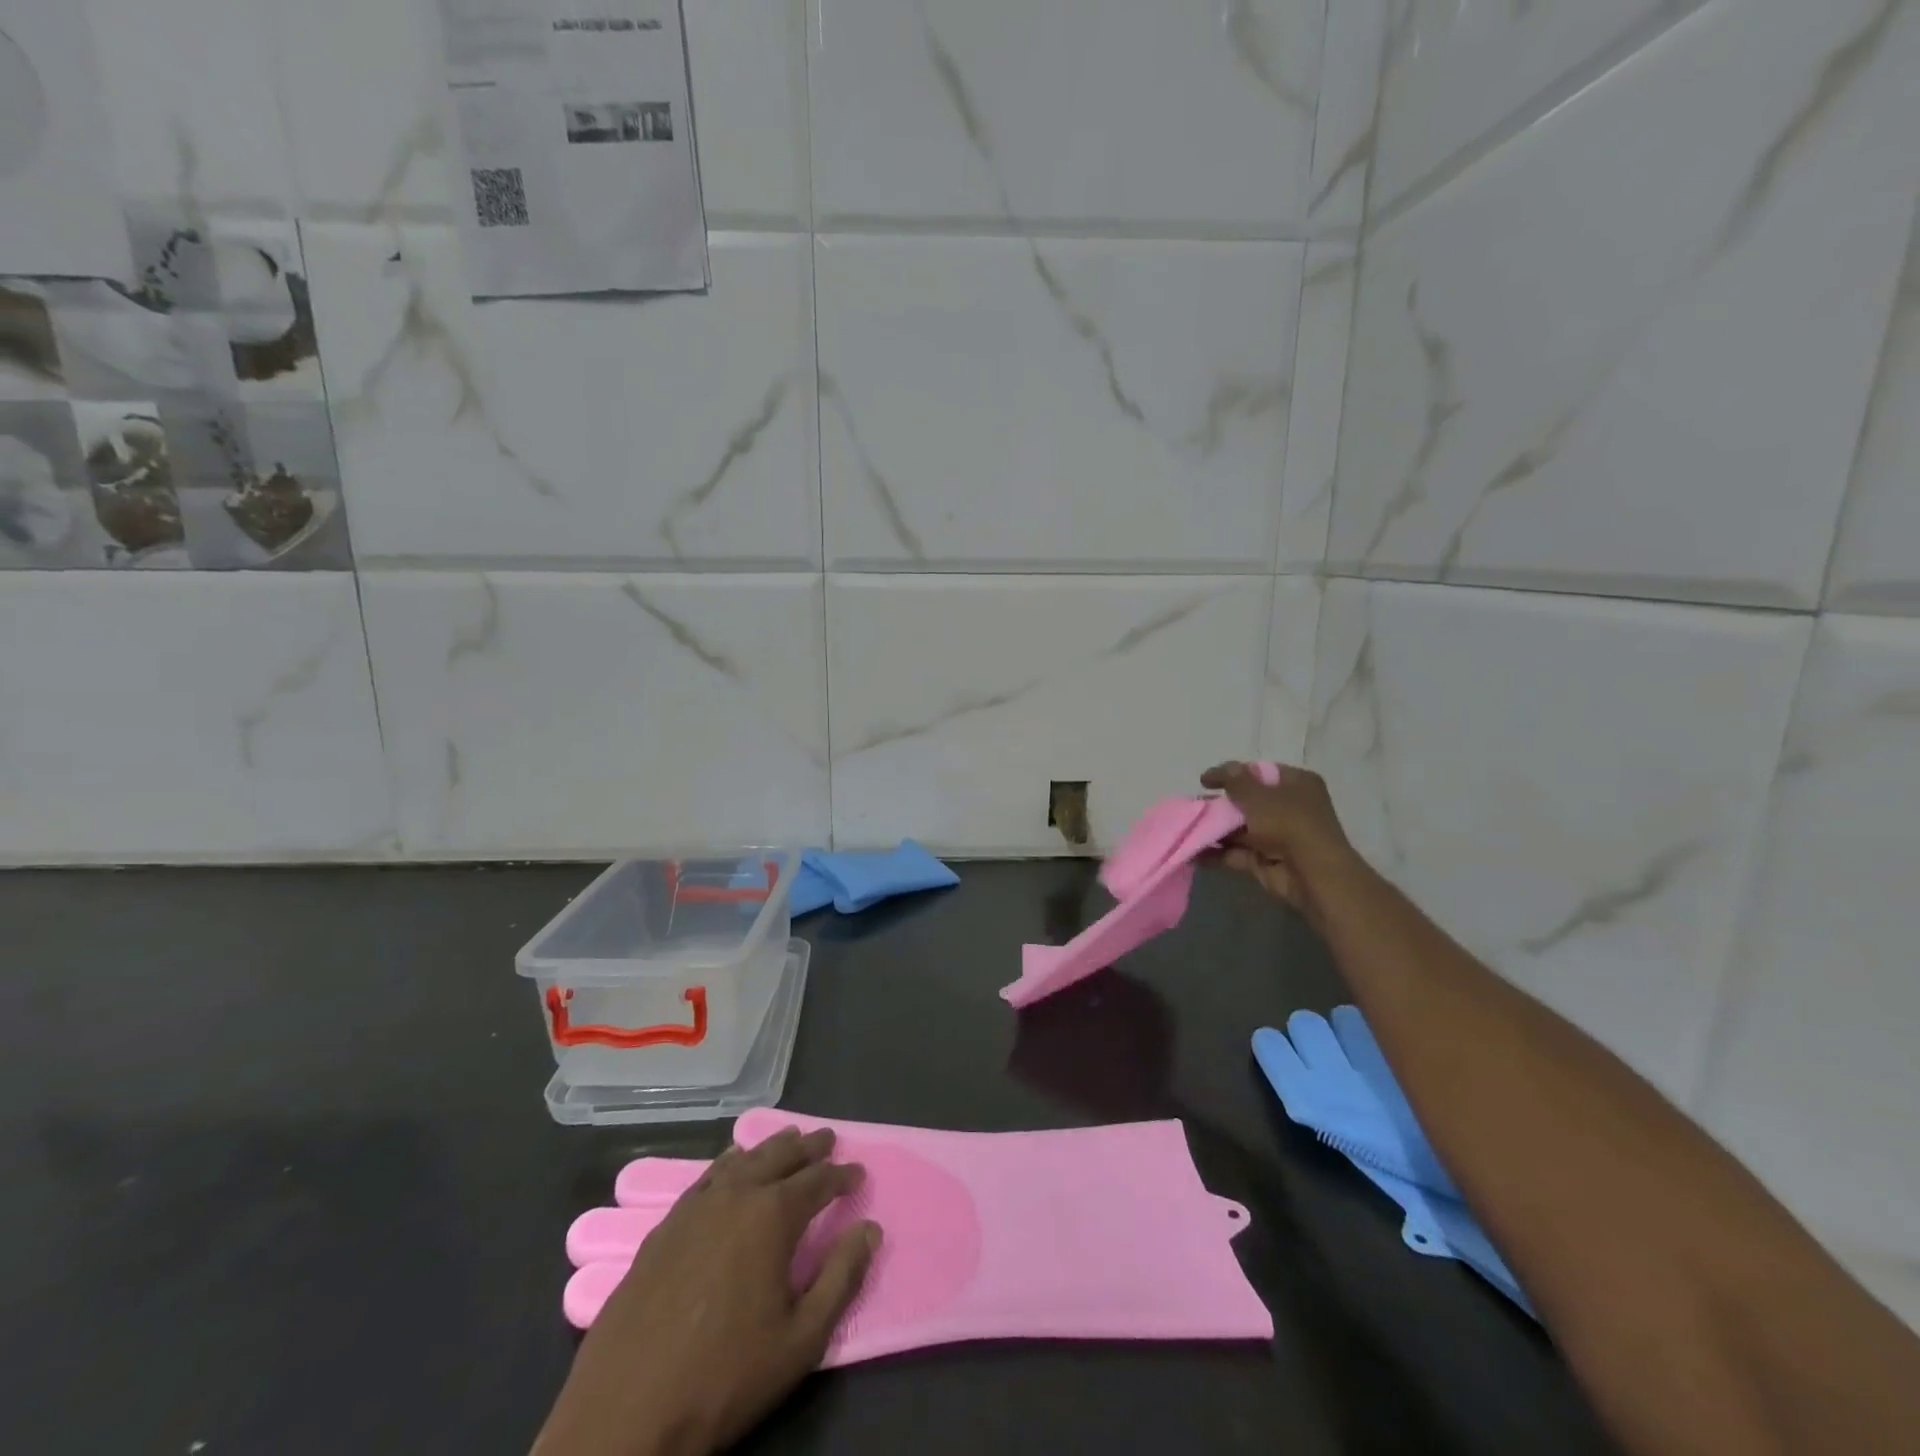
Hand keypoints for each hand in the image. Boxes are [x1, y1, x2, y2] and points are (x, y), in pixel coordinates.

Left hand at [534, 1128, 878, 1455]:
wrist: (624, 1414)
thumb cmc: (724, 1377)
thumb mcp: (800, 1340)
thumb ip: (841, 1278)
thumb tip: (870, 1228)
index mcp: (772, 1216)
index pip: (818, 1180)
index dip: (842, 1176)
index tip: (859, 1174)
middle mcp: (736, 1195)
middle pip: (779, 1155)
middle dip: (808, 1146)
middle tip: (827, 1139)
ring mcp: (695, 1207)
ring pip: (742, 1160)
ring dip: (770, 1148)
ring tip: (788, 1140)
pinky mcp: (665, 1226)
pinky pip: (707, 1177)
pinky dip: (730, 1163)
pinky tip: (731, 1165)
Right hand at [1201, 761, 1357, 922]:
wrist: (1311, 874)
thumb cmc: (1288, 822)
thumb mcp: (1257, 794)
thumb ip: (1234, 780)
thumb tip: (1220, 770)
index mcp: (1297, 784)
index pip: (1260, 773)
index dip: (1233, 774)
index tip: (1206, 781)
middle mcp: (1289, 807)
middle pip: (1248, 801)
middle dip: (1221, 805)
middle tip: (1194, 806)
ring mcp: (1277, 836)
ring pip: (1240, 829)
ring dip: (1215, 829)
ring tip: (1187, 827)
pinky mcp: (1266, 860)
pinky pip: (1237, 852)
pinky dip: (1217, 852)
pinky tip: (1193, 851)